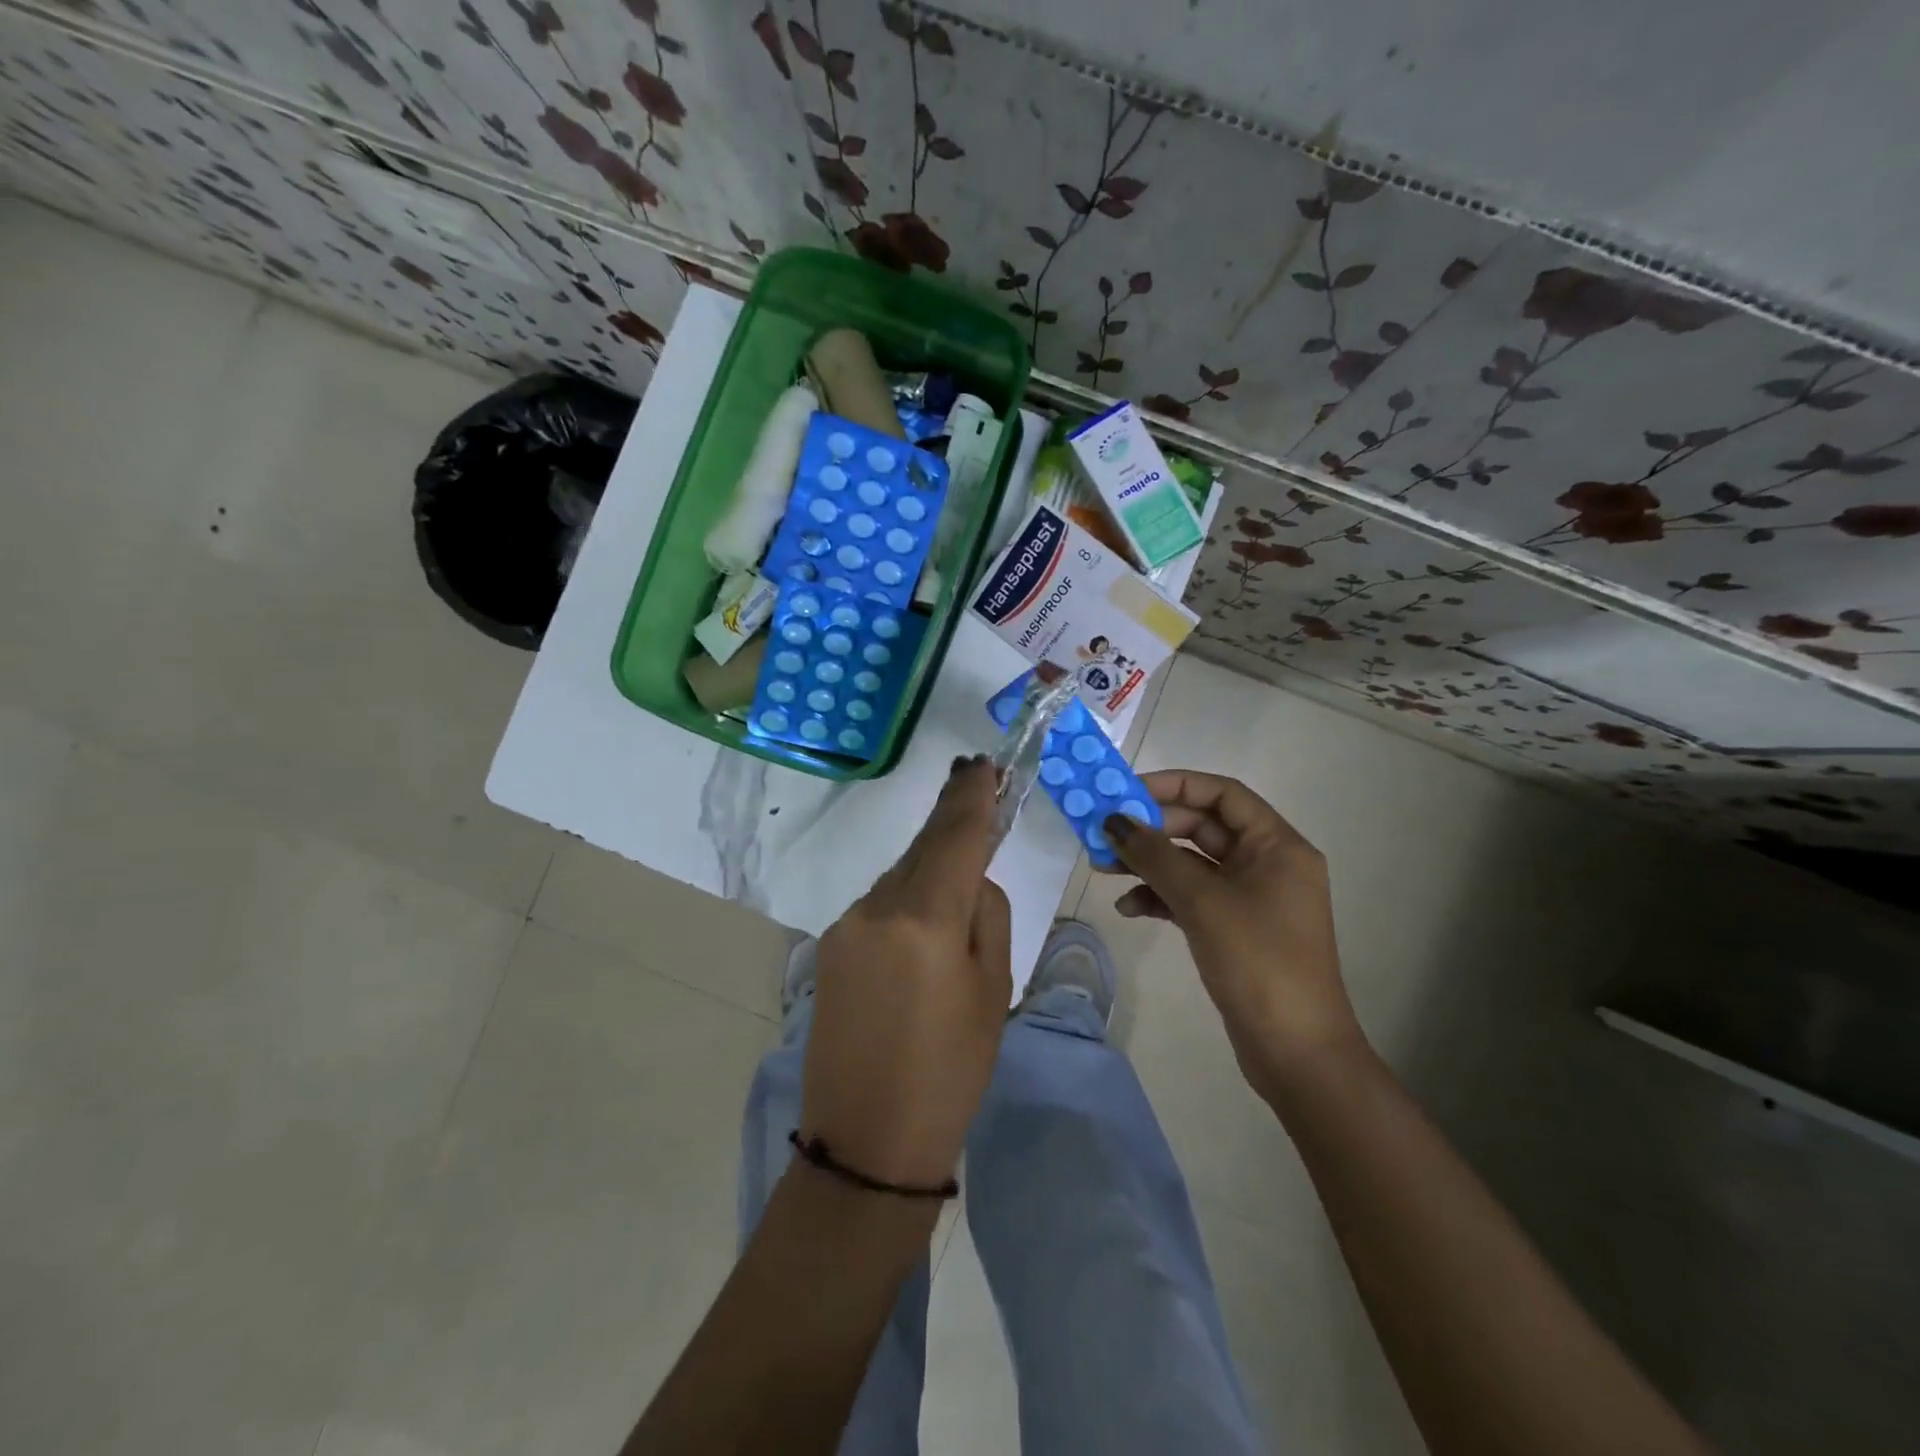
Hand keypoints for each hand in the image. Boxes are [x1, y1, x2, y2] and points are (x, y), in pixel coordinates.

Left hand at [800, 756, 1010, 1187]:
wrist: (867, 1142)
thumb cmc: (950, 1070)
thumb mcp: (992, 990)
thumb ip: (985, 915)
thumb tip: (971, 878)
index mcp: (924, 917)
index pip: (955, 836)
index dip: (971, 796)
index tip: (983, 764)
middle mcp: (876, 907)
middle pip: (923, 848)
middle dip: (952, 820)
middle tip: (976, 785)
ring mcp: (845, 925)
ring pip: (901, 876)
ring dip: (930, 867)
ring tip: (958, 879)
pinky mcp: (829, 945)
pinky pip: (880, 904)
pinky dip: (907, 899)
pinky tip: (921, 925)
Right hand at [1104, 771, 1361, 1087]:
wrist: (1296, 1052)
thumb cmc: (1258, 962)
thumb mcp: (1202, 902)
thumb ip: (1154, 856)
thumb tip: (1112, 821)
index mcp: (1277, 846)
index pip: (1223, 795)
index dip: (1174, 786)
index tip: (1126, 792)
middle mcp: (1267, 864)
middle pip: (1202, 828)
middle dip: (1152, 830)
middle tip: (1104, 834)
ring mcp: (1250, 898)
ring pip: (1191, 864)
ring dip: (1149, 864)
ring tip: (1103, 869)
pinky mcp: (1233, 929)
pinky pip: (1191, 897)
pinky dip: (1159, 897)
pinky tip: (1128, 908)